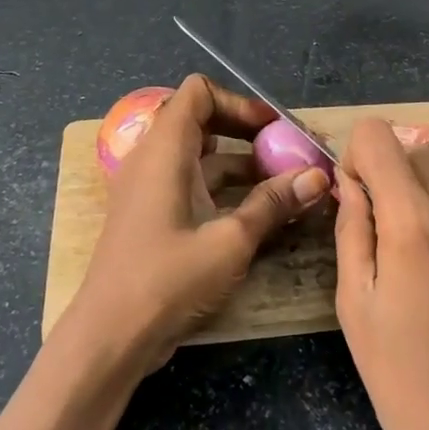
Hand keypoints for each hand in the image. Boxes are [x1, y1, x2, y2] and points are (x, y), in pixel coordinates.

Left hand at [64, 74, 330, 377]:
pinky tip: (257, 211)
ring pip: (200, 156)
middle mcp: (154, 158)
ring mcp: (150, 188)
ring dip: (240, 163)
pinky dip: (223, 188)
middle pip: (201, 120)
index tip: (274, 128)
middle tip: (285, 152)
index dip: (239, 102)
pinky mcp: (152, 215)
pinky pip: (191, 183)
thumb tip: (318, 176)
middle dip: (246, 132)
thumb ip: (274, 203)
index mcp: (166, 149)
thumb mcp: (230, 240)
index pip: (198, 92)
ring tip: (283, 183)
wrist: (110, 336)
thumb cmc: (168, 279)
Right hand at [333, 119, 428, 429]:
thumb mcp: (354, 301)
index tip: (358, 190)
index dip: (360, 155)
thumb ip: (352, 226)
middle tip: (388, 223)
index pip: (381, 137)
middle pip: (422, 153)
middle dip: (397, 173)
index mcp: (414, 224)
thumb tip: (352, 180)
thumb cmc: (398, 373)